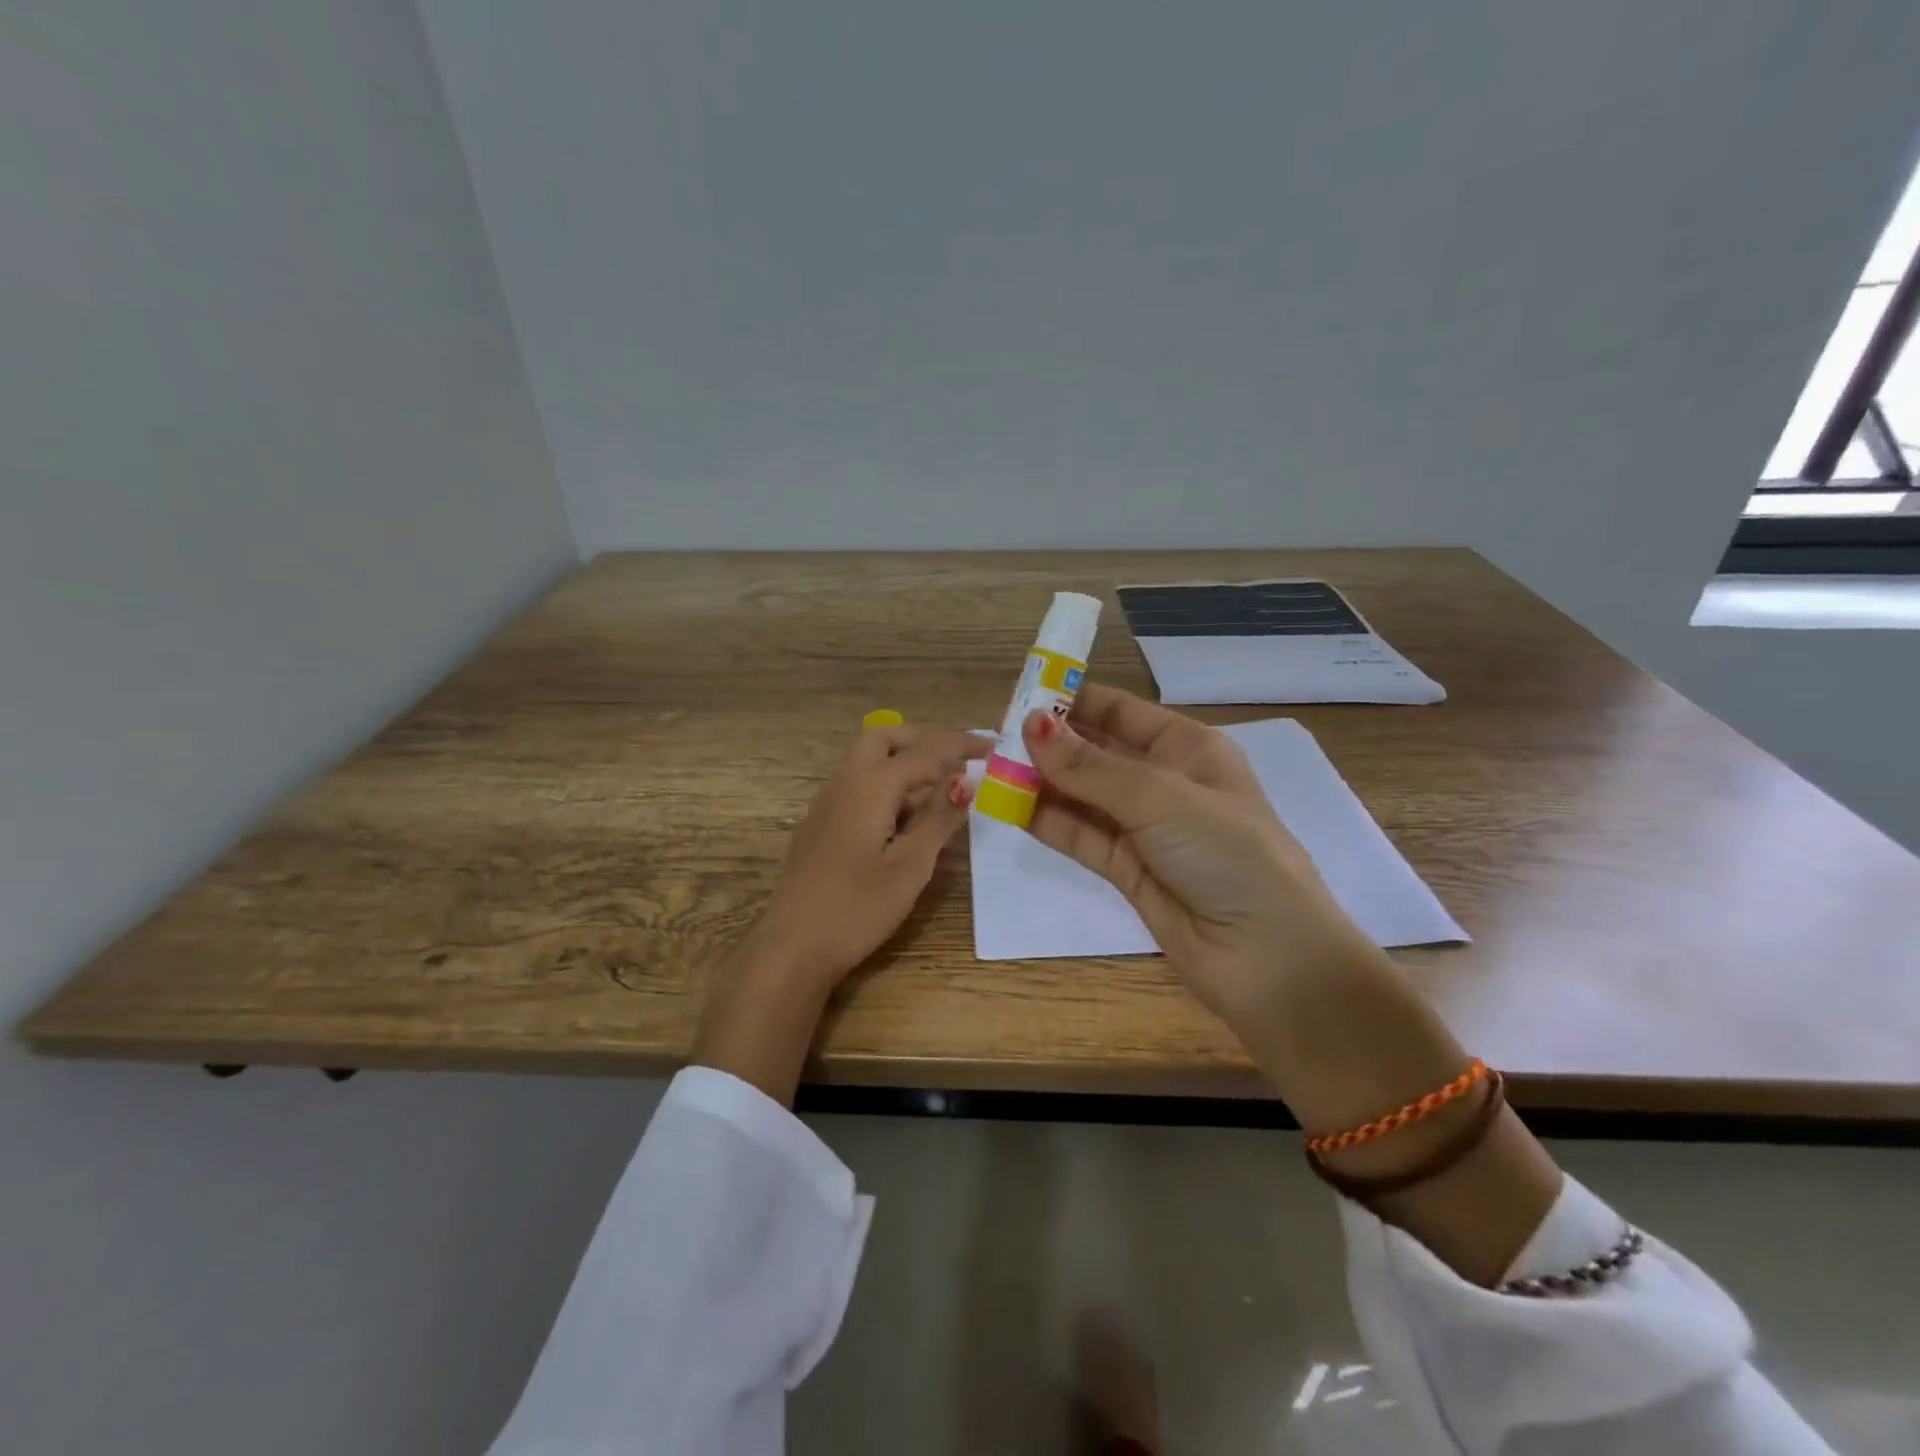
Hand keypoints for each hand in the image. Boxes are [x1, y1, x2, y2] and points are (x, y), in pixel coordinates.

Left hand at [693, 723, 986, 1105]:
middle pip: (883, 740)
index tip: (991, 746)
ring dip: (904, 764)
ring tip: (939, 794)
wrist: (793, 946)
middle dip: (922, 742)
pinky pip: (857, 787)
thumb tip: (965, 781)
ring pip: (867, 762)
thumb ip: (938, 819)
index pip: (923, 752)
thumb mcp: (910, 866)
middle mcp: (844, 783)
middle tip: (956, 763)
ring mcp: (826, 804)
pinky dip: (886, 786)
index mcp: (870, 786)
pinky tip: (903, 820)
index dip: (959, 746)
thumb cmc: (858, 907)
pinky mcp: (820, 826)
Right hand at [1022, 686, 1470, 1133]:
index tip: (1019, 695)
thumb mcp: (1159, 797)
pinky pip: (1080, 835)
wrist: (1268, 957)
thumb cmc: (1226, 853)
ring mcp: (1145, 828)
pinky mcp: (1127, 869)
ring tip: (990, 770)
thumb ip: (1089, 766)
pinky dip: (1047, 821)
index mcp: (1187, 748)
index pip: (1119, 711)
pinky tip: (1009, 806)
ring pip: (1082, 795)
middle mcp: (1164, 782)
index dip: (1071, 700)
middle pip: (1096, 751)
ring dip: (1041, 782)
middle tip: (993, 736)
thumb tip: (1028, 725)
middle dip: (1049, 743)